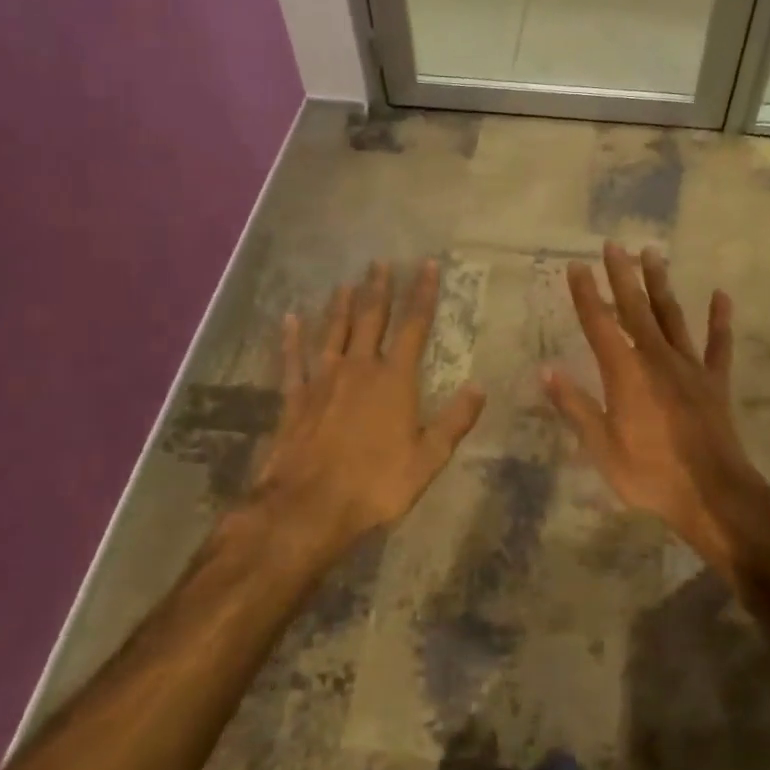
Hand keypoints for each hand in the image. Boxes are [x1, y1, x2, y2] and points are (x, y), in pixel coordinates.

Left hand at [251, 260, 484, 553]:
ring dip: (341, 306)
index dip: (423, 294)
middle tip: (381, 262)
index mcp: (395, 381)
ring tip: (346, 282)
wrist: (309, 507)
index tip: (428, 266)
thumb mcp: (428, 459)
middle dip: (379, 289)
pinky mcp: (295, 399)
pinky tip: (290, 319)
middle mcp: (359, 369)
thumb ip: (454, 421)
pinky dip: (291, 338)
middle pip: (371, 319)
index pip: (414, 327)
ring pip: (334, 332)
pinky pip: (293, 361)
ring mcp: (323, 381)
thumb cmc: (376, 485)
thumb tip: (479, 387)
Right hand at [543, 242, 769, 569]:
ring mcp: (689, 367)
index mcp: (625, 373)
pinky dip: (720, 320)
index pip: (599, 324)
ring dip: (660, 285)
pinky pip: (719, 345)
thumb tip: (546, 370)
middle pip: (635, 309)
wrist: (713, 493)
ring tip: (653, 253)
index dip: (586, 294)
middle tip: (614, 244)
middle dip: (622, 275)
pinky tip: (721, 295)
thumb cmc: (649, 474)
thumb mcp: (601, 447)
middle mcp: (656, 358)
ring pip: (672, 317)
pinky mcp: (715, 382)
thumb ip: (575, 406)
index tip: (576, 265)